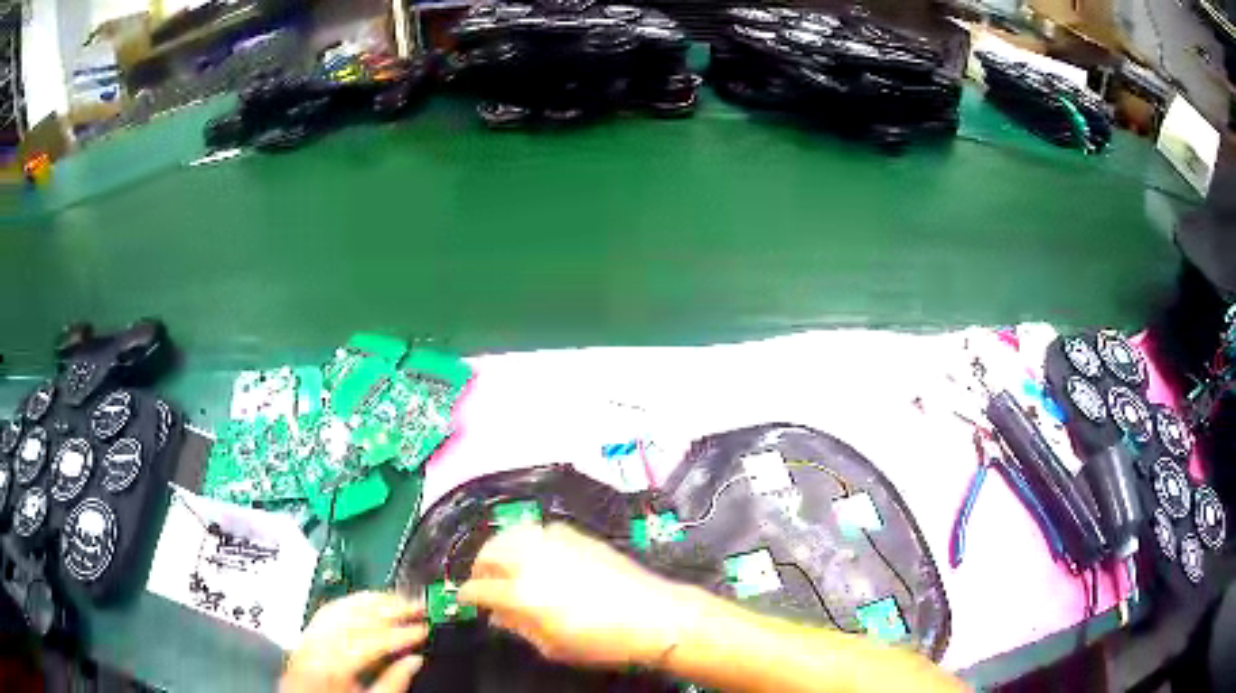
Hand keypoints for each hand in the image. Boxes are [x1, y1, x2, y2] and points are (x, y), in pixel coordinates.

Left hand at [280, 591, 427, 692]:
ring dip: (373, 600)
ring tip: (400, 599)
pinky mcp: (306, 634)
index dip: (402, 633)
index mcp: (332, 665)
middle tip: (419, 606)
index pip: (372, 640)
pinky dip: (352, 602)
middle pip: (356, 617)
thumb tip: (416, 661)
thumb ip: (392, 684)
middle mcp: (316, 644)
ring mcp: (308, 636)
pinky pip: (328, 610)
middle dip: (391, 610)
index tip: (425, 628)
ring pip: (342, 607)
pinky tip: (369, 602)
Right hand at [458, 522, 699, 668]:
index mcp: (520, 592)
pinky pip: (540, 529)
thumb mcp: (552, 646)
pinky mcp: (577, 534)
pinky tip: (536, 554)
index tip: (466, 600)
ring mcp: (555, 542)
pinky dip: (529, 539)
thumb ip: (518, 627)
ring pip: (511, 533)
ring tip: (505, 565)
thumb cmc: (602, 641)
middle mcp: (530, 559)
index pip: (478, 588)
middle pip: (488, 552)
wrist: (654, 615)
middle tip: (485, 583)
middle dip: (480, 568)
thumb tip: (497, 615)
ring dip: (500, 548)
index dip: (467, 595)